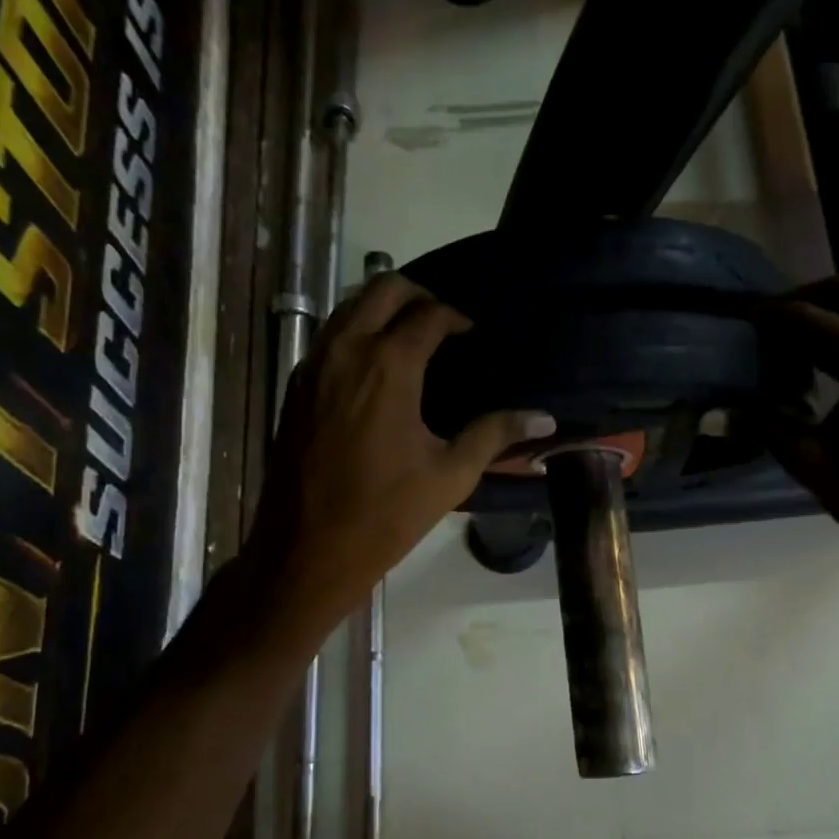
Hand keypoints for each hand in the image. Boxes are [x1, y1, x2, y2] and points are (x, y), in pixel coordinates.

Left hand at [244, 274, 554, 632]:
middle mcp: (346, 350)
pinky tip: (374, 369)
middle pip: (382, 288)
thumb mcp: (450, 475)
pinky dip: (354, 333)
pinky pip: (327, 337)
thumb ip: (495, 434)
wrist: (308, 549)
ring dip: (381, 309)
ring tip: (410, 339)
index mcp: (388, 366)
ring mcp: (313, 365)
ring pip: (347, 307)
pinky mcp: (295, 386)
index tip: (472, 333)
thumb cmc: (386, 514)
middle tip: (442, 323)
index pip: (428, 315)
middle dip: (417, 295)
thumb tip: (544, 418)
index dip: (456, 317)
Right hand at [760, 275, 838, 564]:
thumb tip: (722, 413)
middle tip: (776, 318)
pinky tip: (828, 370)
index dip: (776, 315)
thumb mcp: (810, 460)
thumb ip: (766, 427)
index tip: (748, 318)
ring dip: (834, 315)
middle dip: (810, 295)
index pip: (813, 317)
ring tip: (796, 343)